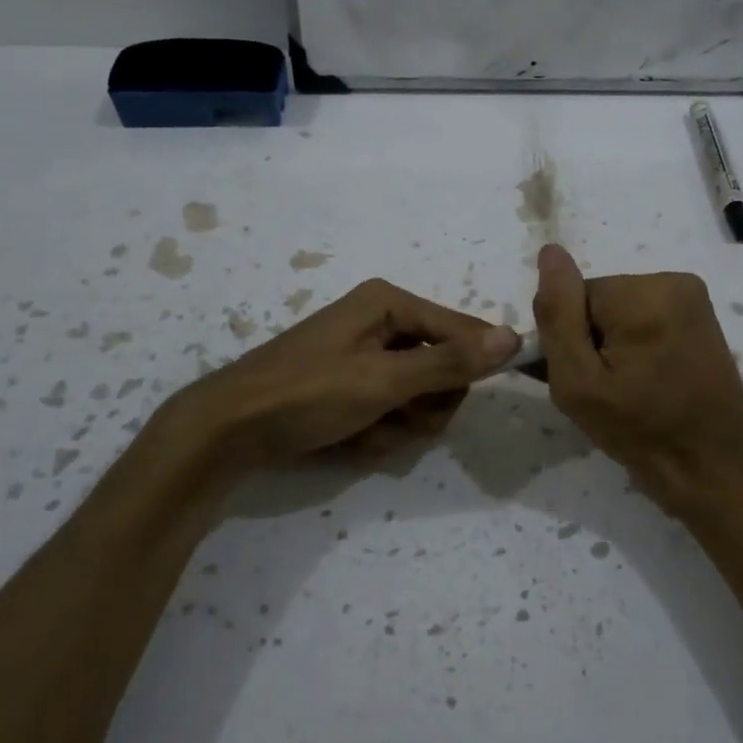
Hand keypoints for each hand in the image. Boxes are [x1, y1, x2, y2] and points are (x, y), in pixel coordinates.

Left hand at [173, 278, 518, 469]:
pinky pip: (391, 411)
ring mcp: (367, 358)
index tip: (462, 397)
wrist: (229, 431)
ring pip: (420, 398)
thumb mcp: (384, 380)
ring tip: (364, 431)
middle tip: (396, 417)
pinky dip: (378, 432)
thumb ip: (450, 362)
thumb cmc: (308, 393)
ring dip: (399, 425)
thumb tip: (513, 337)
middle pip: (444, 368)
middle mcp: (382, 323)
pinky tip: (349, 439)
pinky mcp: (353, 388)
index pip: (462, 330)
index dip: (470, 367)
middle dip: (424, 405)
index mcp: (389, 304)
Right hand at [532, 244, 742, 514]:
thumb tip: (550, 253)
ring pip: (619, 310)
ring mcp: (693, 297)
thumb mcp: (578, 382)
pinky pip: (645, 316)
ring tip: (627, 387)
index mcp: (643, 295)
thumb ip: (558, 316)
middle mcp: (673, 282)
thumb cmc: (640, 431)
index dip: (569, 340)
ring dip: (614, 344)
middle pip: (598, 301)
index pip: (573, 298)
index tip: (583, 379)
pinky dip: (637, 344)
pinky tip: (646, 378)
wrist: (712, 466)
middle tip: (604, 389)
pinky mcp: (701, 315)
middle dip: (593, 340)